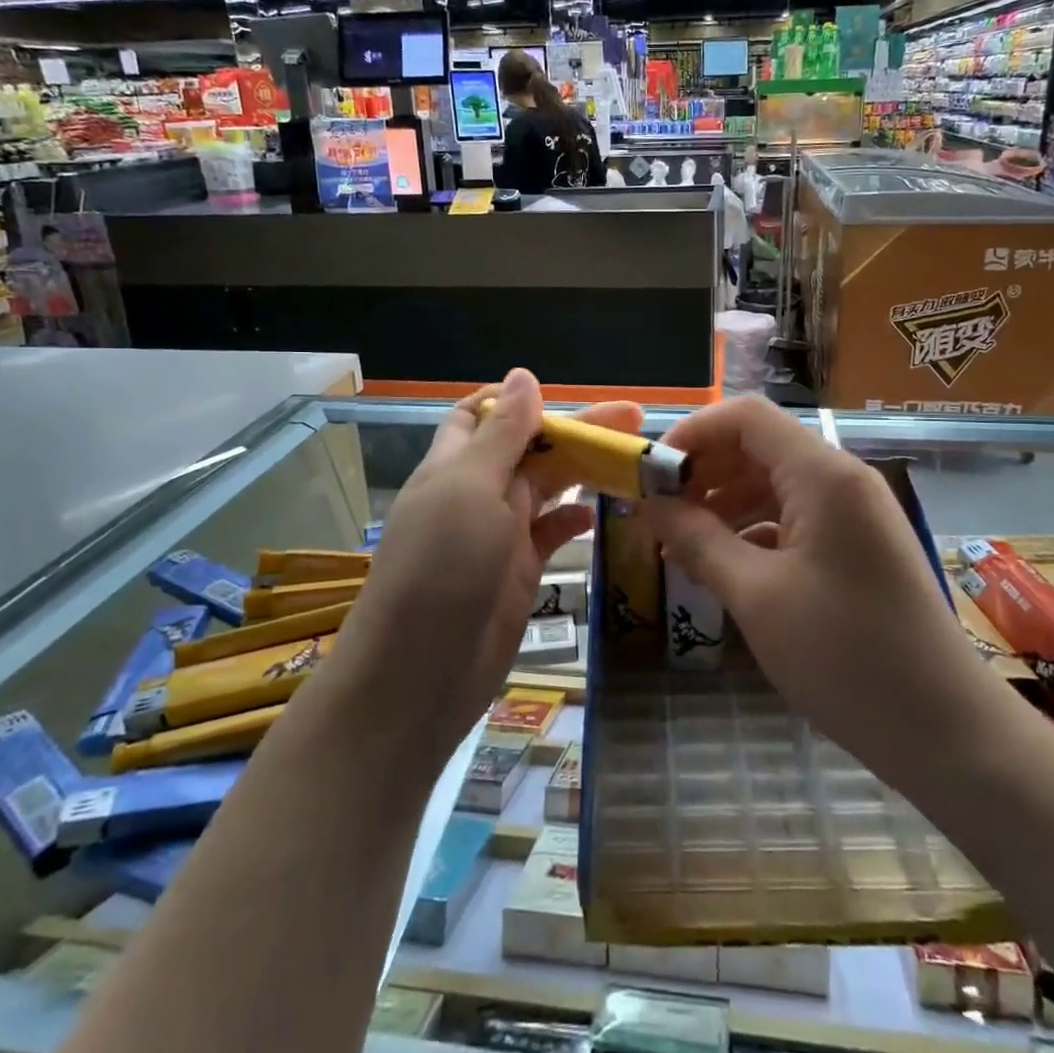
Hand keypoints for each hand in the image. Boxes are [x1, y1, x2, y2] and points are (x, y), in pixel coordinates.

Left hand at [333, 369, 640, 767]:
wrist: (418, 678)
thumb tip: (523, 374)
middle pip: (530, 447)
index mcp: (455, 465)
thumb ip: (501, 434)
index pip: (483, 414)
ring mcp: (498, 534)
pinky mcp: (517, 571)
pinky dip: (574, 519)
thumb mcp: (470, 490)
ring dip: (584, 471)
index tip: (570, 396)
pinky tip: (600, 513)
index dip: (520, 400)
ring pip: (546, 487)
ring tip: (633, 462)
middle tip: (636, 423)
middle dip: (576, 431)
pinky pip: (551, 533)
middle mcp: (476, 493)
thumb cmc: (441, 570)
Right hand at [642, 397, 992, 777]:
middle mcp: (842, 478)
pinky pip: (795, 517)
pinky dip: (753, 530)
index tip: (649, 475)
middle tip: (656, 511)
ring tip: (679, 541)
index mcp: (822, 474)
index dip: (691, 434)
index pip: (746, 417)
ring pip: (775, 483)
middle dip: (704, 470)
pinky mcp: (857, 545)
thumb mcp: (755, 596)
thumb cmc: (844, 656)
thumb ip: (697, 539)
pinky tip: (723, 564)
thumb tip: (649, 503)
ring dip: (724, 502)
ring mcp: (854, 512)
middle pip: (759, 446)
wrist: (946, 730)